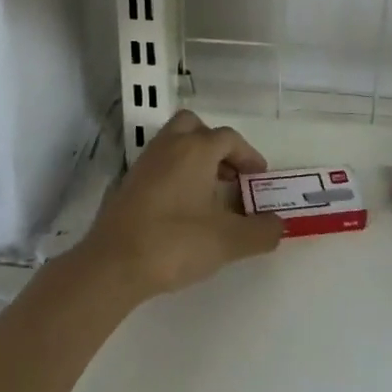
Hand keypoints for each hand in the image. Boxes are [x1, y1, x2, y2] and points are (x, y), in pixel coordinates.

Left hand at [80, 110, 284, 298]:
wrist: (113, 264)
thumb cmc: (175, 242)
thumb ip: (260, 232)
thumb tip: (279, 225)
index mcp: (196, 149)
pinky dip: (175, 172)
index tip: (258, 177)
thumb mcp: (228, 241)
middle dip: (216, 145)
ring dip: (194, 158)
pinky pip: (159, 163)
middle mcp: (170, 146)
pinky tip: (182, 206)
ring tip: (208, 191)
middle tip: (229, 174)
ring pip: (174, 143)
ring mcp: (145, 162)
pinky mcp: (128, 183)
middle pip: (196, 127)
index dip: (248, 155)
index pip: (229, 138)